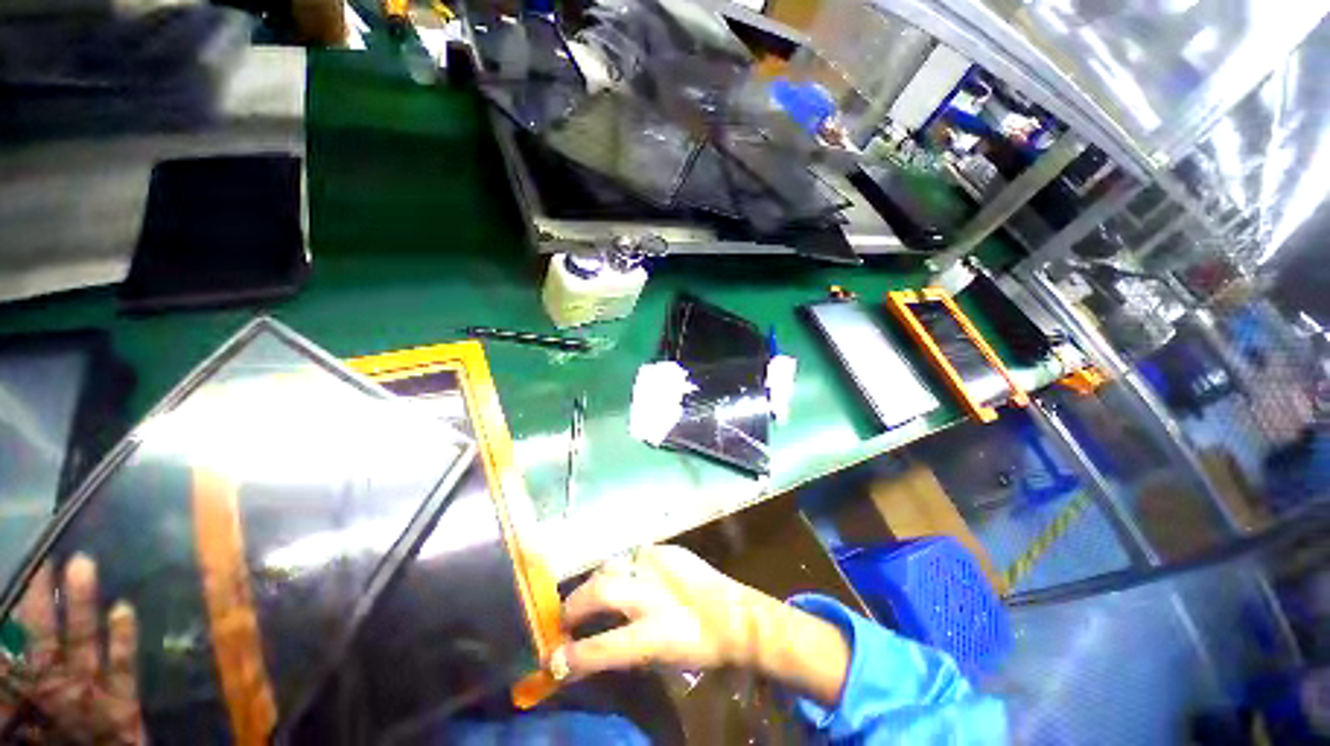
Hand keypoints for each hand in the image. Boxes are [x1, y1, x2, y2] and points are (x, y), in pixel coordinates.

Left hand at [1, 554, 144, 744]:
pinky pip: (122, 667)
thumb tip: (0, 645)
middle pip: (46, 634)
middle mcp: (53, 683)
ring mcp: (90, 691)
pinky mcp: (123, 703)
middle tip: (46, 556)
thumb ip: (5, 675)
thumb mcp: (5, 720)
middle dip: (43, 596)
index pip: (12, 640)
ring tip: (82, 564)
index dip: (13, 606)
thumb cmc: (42, 741)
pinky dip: (124, 639)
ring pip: (83, 641)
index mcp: (22, 689)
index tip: (17, 568)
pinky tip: (124, 611)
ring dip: (83, 605)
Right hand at [553, 545, 849, 706]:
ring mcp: (660, 564)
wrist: (734, 613)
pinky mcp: (667, 549)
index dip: (573, 656)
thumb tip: (589, 648)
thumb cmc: (699, 645)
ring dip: (597, 582)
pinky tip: (629, 577)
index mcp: (654, 632)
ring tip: (594, 593)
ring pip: (612, 565)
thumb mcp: (660, 658)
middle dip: (575, 605)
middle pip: (600, 591)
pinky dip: (625, 569)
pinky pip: (634, 556)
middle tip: (567, 617)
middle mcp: (653, 593)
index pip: (603, 647)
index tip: (552, 659)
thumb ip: (623, 648)